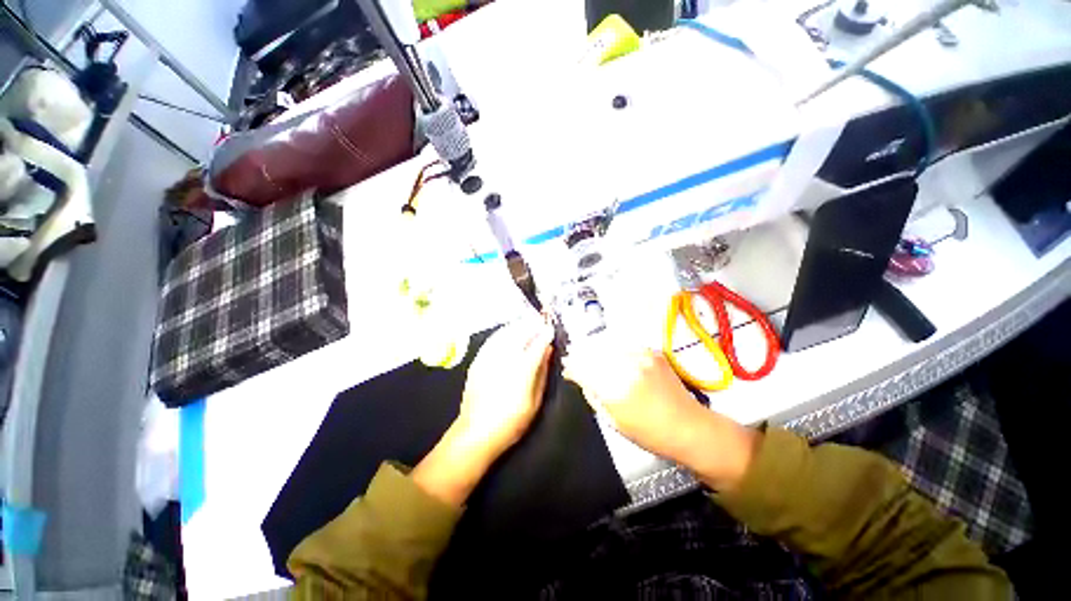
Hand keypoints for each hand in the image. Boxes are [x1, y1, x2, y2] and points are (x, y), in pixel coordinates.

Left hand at [454, 315, 554, 459]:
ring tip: (527, 324)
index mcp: (523, 369)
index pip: (537, 344)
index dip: (545, 334)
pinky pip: (493, 339)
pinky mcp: (478, 360)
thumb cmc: (511, 421)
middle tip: (541, 324)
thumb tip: (548, 352)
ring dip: (518, 325)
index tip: (551, 329)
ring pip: (506, 332)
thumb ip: (542, 372)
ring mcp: (489, 357)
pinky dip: (503, 332)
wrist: (475, 433)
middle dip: (532, 325)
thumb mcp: (535, 400)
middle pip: (521, 332)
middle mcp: (505, 358)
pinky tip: (508, 332)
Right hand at [564, 340, 757, 491]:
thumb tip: (582, 380)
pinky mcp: (652, 353)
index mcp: (615, 390)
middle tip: (573, 357)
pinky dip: (613, 347)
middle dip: (580, 354)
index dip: (572, 367)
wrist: (690, 427)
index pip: (584, 370)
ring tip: (588, 351)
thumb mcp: (613, 422)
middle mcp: (627, 368)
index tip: (567, 369)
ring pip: (607, 344)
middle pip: (593, 353)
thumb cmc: (650, 434)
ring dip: (595, 348)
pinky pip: (625, 345)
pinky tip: (609, 352)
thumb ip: (594, 396)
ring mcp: (641, 357)